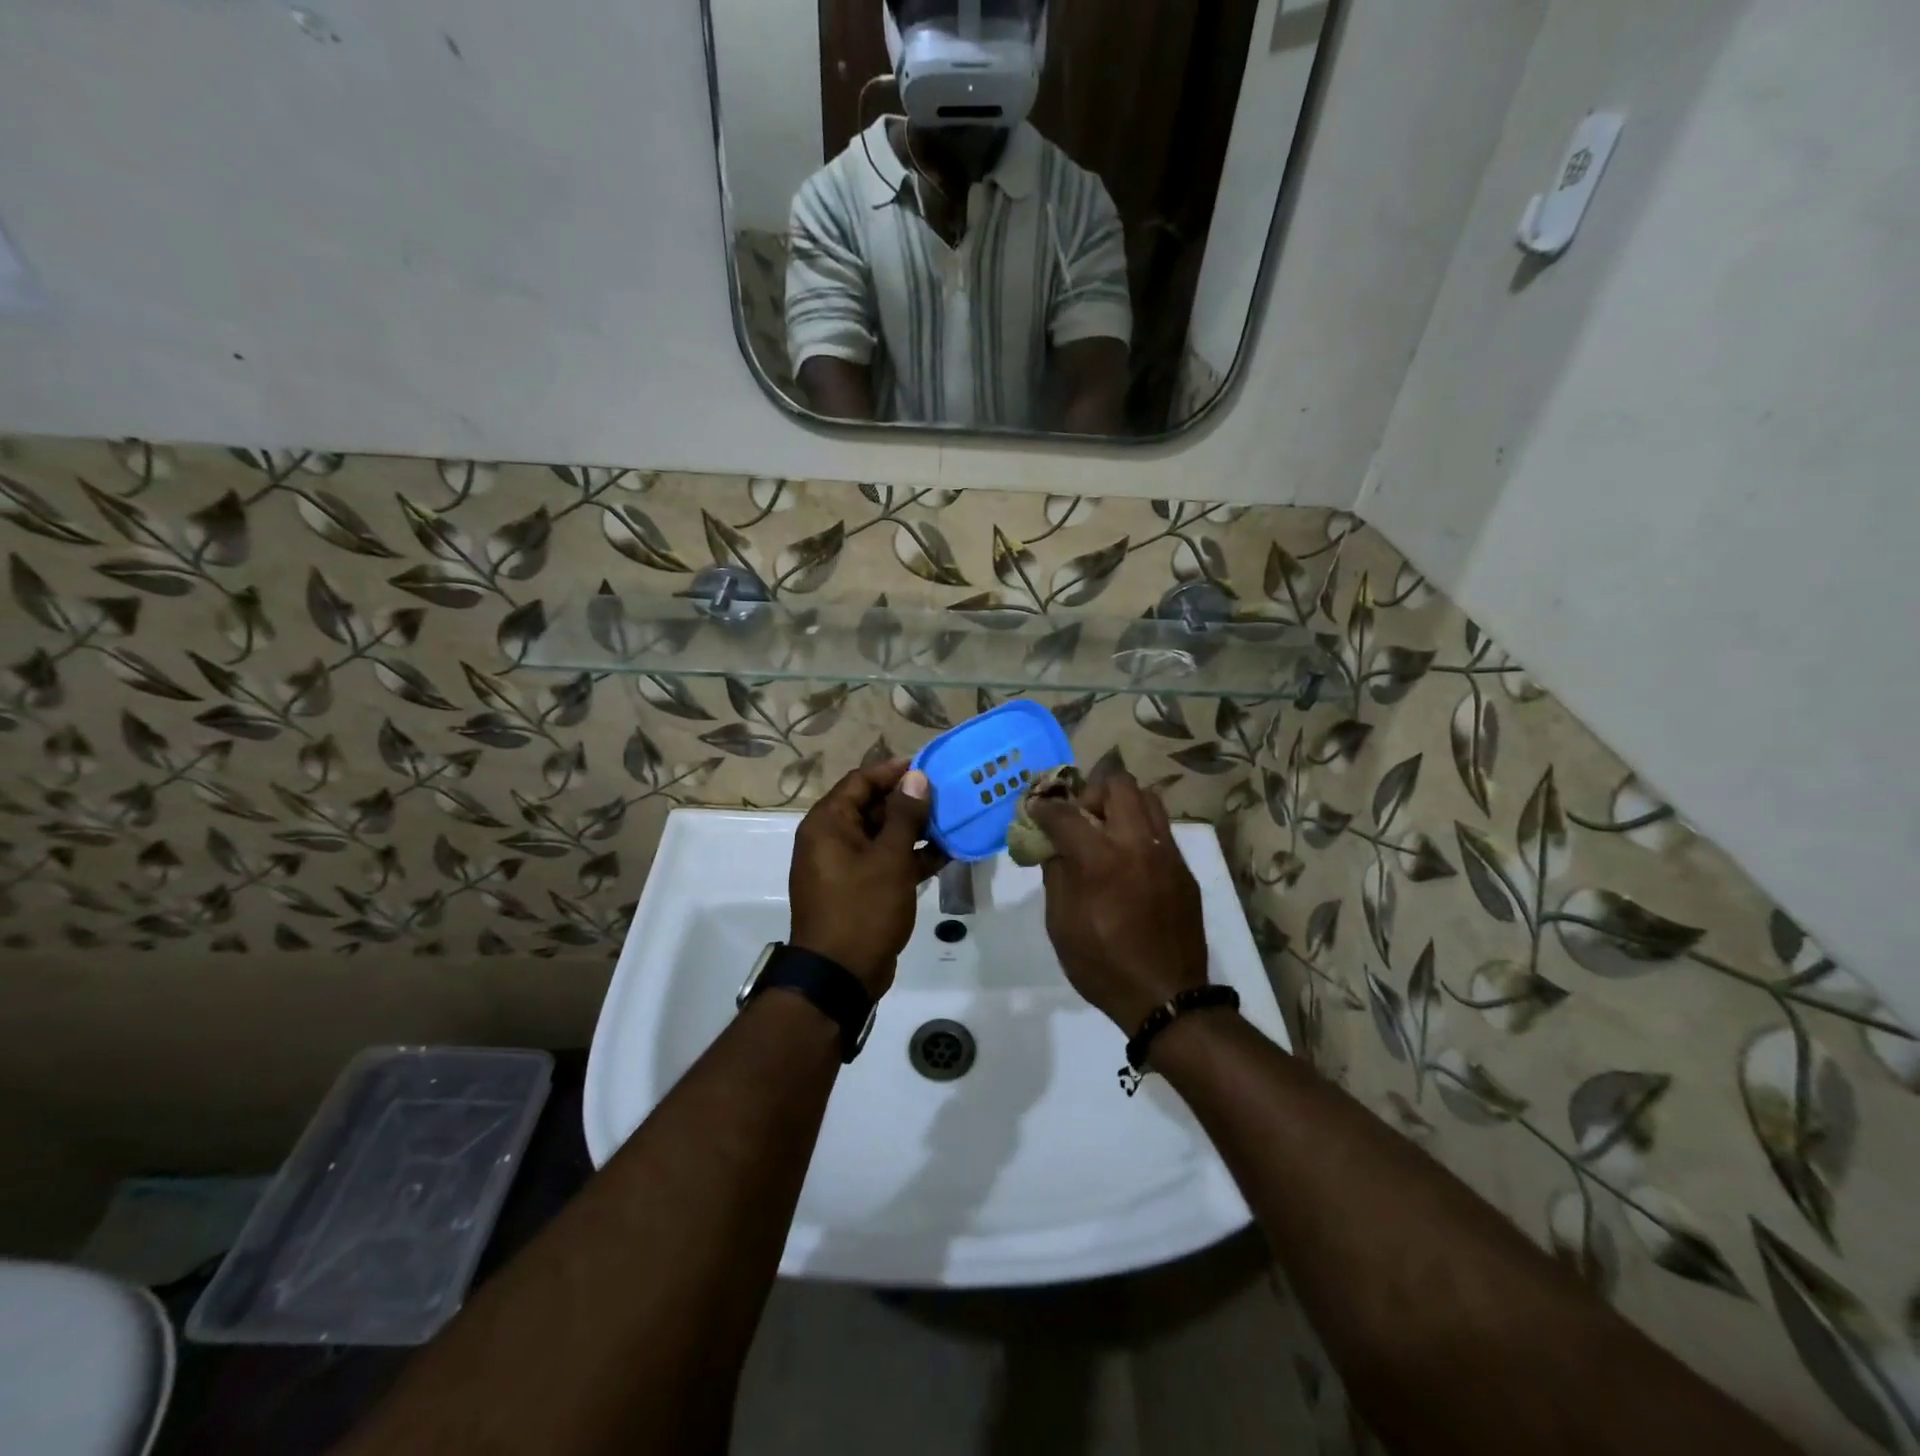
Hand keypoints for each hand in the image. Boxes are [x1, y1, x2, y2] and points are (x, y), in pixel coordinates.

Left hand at [789, 760, 944, 997]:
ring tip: (953, 822)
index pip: (861, 781)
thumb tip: (916, 777)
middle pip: (872, 806)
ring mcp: (845, 865)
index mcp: (828, 824)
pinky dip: (910, 856)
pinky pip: (885, 861)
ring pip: (882, 835)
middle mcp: (832, 838)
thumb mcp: (889, 859)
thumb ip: (904, 815)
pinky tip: (946, 854)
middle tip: (948, 795)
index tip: (929, 768)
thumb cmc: (862, 909)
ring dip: (914, 829)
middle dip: (909, 801)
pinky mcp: (859, 888)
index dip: (894, 771)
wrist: (840, 976)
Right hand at [1029, 771, 1209, 1031]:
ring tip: (1106, 830)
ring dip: (1120, 803)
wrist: (1167, 997)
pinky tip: (1128, 857)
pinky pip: (1161, 827)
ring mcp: (1167, 853)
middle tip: (1079, 817)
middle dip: (1090, 792)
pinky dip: (1139, 827)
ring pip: (1147, 797)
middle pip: (1117, 784)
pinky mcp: (1184, 868)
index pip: (1065, 813)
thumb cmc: (1102, 965)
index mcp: (1100, 859)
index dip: (1044, 807)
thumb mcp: (1061, 924)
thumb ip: (1056, 874)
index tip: (1035, 808)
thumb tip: (1054, 846)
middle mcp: (1137, 843)